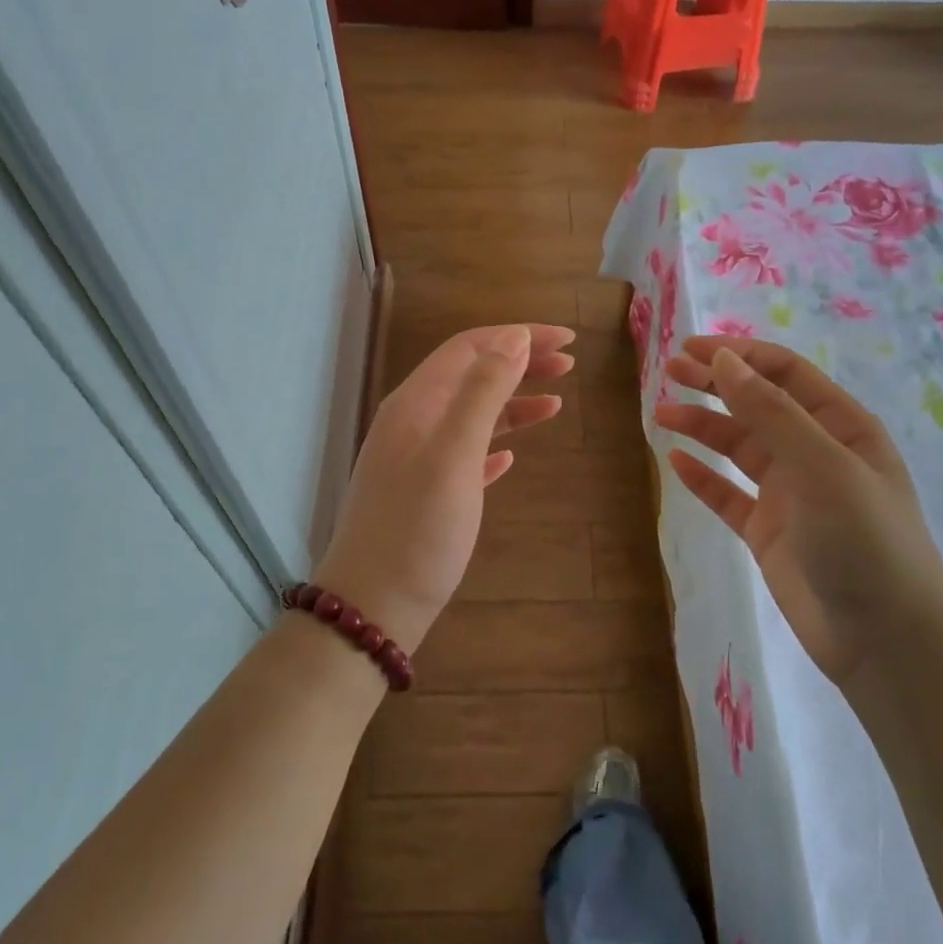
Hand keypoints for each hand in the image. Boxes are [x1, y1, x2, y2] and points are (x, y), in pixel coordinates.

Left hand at [315, 324, 573, 649]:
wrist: (373, 607)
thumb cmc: (417, 530)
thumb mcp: (453, 455)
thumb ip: (482, 393)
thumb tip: (514, 338)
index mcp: (415, 404)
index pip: (470, 347)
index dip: (518, 336)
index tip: (568, 339)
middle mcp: (412, 423)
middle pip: (471, 376)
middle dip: (519, 364)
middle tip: (569, 365)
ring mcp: (415, 459)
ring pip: (470, 415)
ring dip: (512, 403)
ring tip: (556, 403)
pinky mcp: (424, 493)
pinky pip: (464, 453)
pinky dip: (493, 444)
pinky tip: (512, 455)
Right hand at [655, 336, 942, 689]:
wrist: (884, 640)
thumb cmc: (863, 540)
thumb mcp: (821, 466)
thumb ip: (770, 411)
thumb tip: (723, 360)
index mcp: (843, 428)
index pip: (786, 374)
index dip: (739, 356)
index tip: (690, 350)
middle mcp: (816, 454)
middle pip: (758, 405)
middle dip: (716, 384)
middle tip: (668, 373)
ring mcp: (791, 495)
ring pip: (739, 448)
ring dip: (703, 427)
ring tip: (661, 413)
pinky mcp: (769, 533)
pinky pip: (729, 495)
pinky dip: (703, 478)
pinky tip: (675, 462)